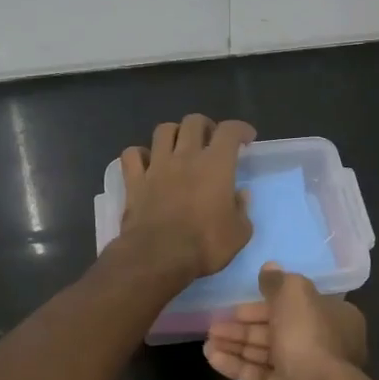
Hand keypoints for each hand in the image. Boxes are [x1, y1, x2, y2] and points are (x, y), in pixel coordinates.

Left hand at [117, 114, 255, 280]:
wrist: (159, 257)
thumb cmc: (205, 245)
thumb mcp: (239, 233)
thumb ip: (242, 210)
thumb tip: (240, 195)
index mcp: (216, 165)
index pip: (230, 131)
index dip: (240, 129)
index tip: (246, 138)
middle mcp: (185, 156)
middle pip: (193, 121)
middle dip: (205, 126)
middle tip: (211, 141)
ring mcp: (157, 166)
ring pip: (163, 130)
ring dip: (174, 133)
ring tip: (179, 147)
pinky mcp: (134, 181)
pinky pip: (132, 155)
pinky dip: (139, 154)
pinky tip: (146, 163)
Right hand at [204, 263, 366, 379]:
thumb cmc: (309, 336)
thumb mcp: (295, 294)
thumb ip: (279, 281)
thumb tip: (269, 267)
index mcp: (333, 317)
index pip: (297, 304)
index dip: (267, 301)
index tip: (240, 301)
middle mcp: (321, 343)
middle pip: (277, 328)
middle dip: (245, 325)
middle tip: (215, 322)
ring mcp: (303, 371)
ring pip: (264, 352)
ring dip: (236, 344)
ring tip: (207, 339)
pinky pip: (257, 375)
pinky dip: (235, 365)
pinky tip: (211, 357)